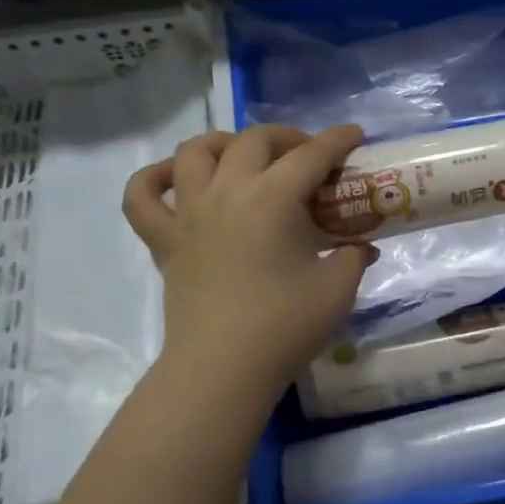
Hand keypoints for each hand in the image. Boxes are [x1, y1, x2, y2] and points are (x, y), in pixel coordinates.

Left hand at [122, 125, 373, 399]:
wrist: (223, 368)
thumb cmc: (285, 325)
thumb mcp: (337, 288)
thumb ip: (354, 257)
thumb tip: (362, 246)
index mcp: (273, 198)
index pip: (311, 155)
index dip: (338, 140)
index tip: (355, 135)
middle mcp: (227, 192)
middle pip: (254, 141)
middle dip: (287, 137)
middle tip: (308, 155)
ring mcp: (189, 214)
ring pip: (195, 152)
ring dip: (224, 143)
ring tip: (244, 156)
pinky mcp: (165, 241)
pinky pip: (142, 196)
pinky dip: (155, 178)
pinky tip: (176, 179)